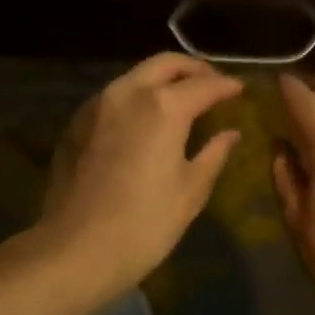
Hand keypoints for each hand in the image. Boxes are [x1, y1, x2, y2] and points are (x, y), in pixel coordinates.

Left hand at [40, 53, 243, 294]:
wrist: (74, 251)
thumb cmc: (145, 224)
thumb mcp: (191, 190)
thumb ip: (214, 153)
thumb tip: (230, 133)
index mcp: (164, 107)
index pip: (205, 85)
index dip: (226, 86)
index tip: (240, 90)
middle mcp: (129, 93)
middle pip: (166, 64)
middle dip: (193, 69)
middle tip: (211, 84)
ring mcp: (97, 105)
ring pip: (136, 75)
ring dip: (162, 80)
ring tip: (180, 99)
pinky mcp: (76, 123)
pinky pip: (114, 96)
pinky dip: (137, 97)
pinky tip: (145, 121)